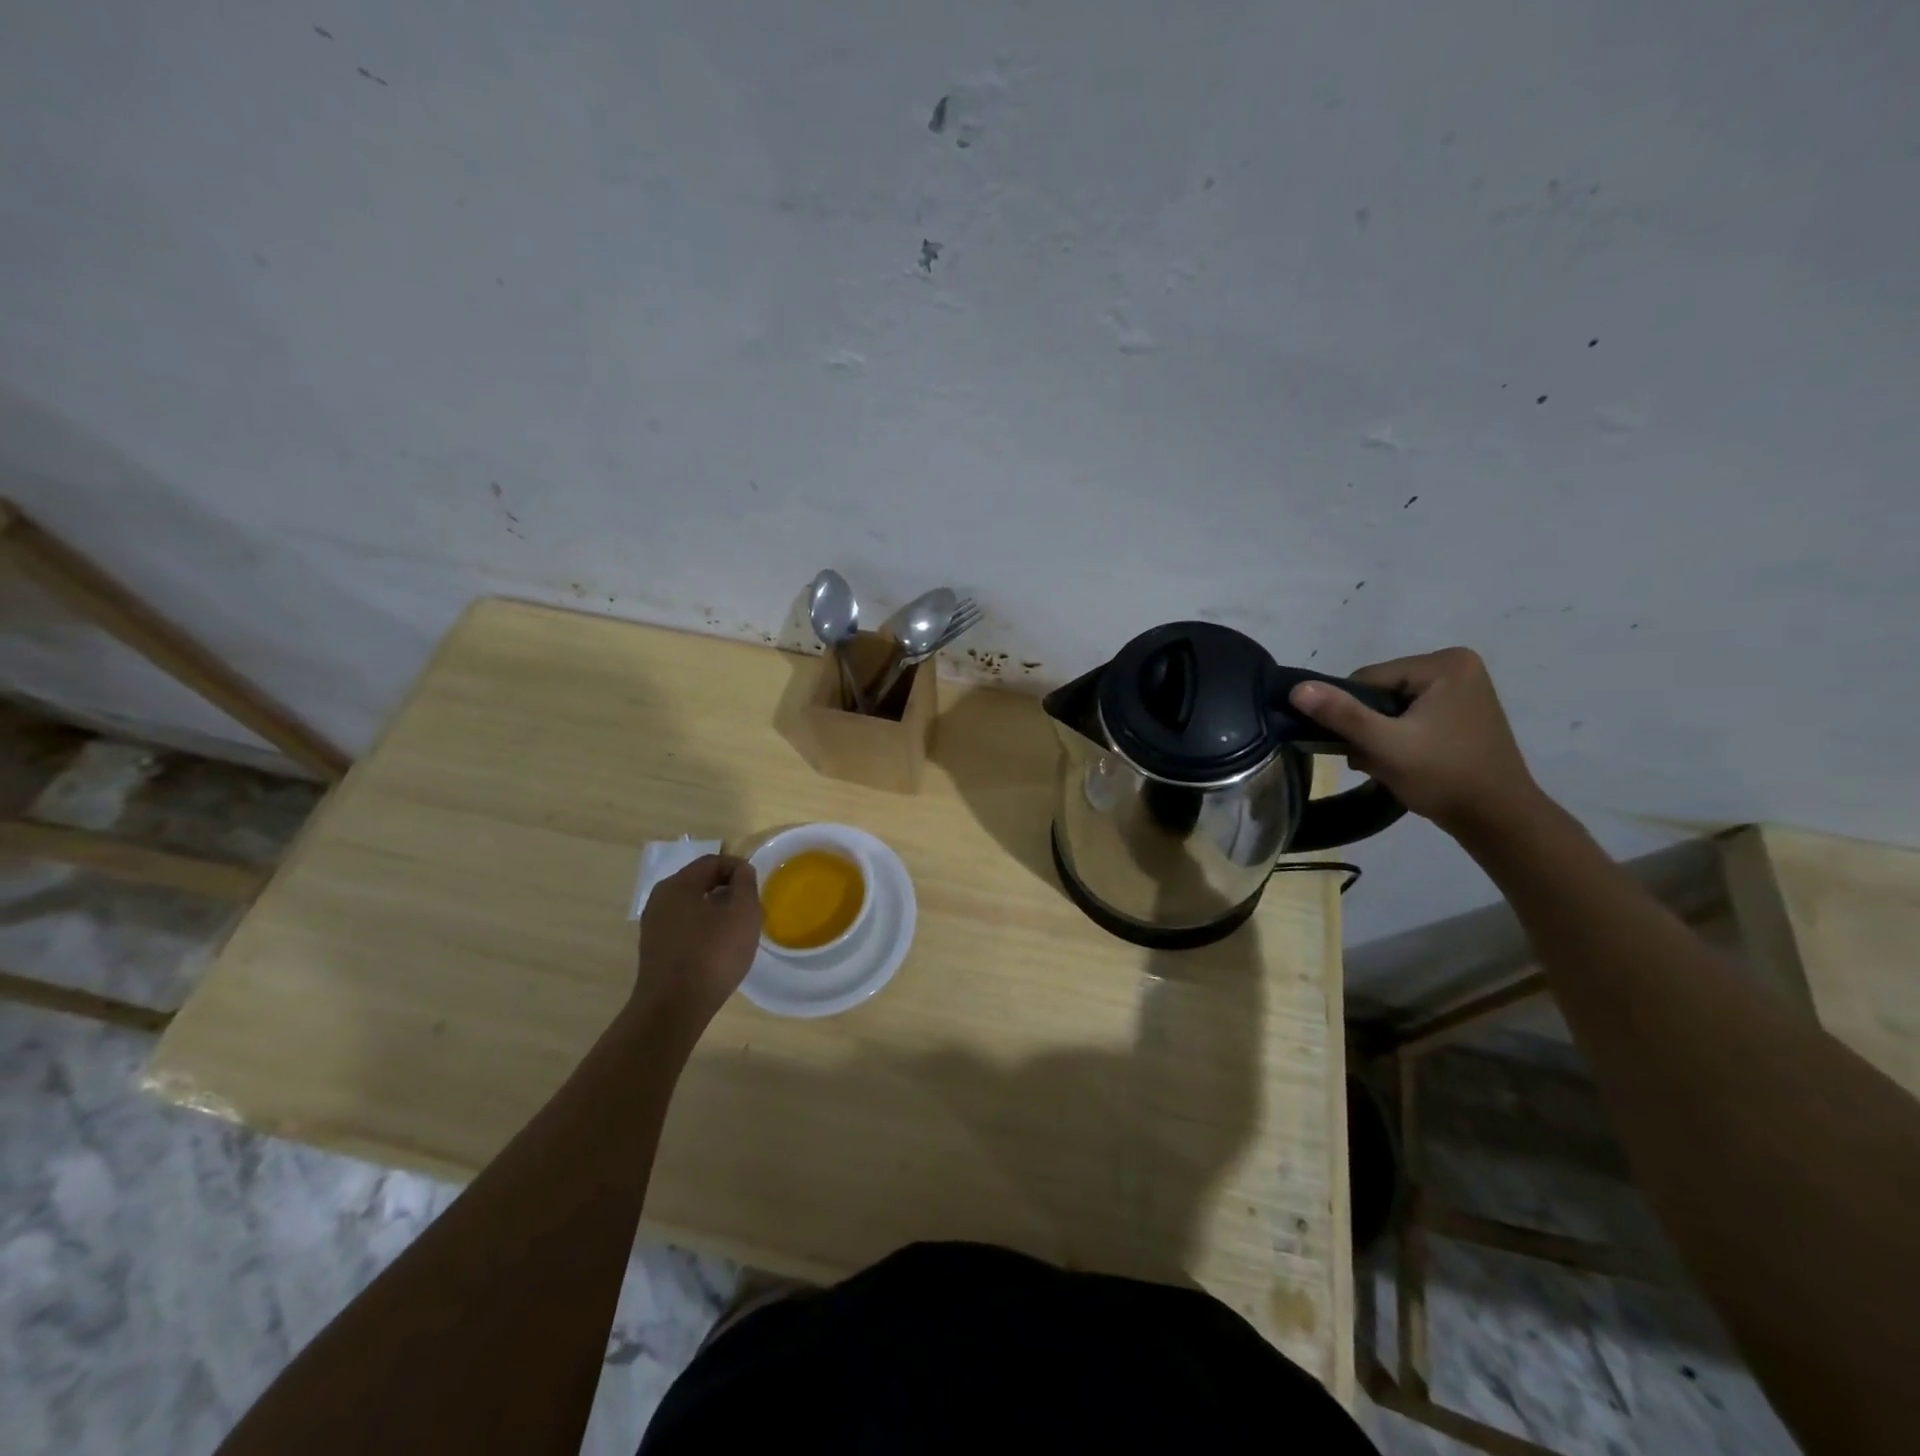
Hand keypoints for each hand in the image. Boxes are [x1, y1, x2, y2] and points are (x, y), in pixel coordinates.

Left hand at [635, 855, 760, 1025]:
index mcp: (678, 885)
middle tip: (750, 907)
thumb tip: (741, 871)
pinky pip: (684, 927)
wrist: (673, 1008)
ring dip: (716, 910)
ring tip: (737, 930)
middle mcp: (660, 899)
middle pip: (699, 882)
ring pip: (691, 906)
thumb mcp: (742, 912)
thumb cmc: (713, 954)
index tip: (756, 886)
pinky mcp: (654, 950)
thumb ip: (745, 883)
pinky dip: (703, 929)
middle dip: (727, 889)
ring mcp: (653, 926)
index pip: (712, 861)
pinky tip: (717, 949)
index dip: (738, 867)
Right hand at [1288, 647, 1542, 835]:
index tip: (1360, 746)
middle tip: (1373, 761)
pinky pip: (1412, 717)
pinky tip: (1404, 762)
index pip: (1368, 680)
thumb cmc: (1443, 776)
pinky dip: (1399, 738)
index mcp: (1444, 664)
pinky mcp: (1462, 713)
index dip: (1353, 713)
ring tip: (1388, 765)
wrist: (1498, 819)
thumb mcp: (1385, 745)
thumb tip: (1297, 688)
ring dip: (1380, 736)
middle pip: (1380, 692)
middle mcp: (1457, 666)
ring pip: (1392, 708)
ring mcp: (1463, 690)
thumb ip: (1341, 714)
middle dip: (1368, 727)